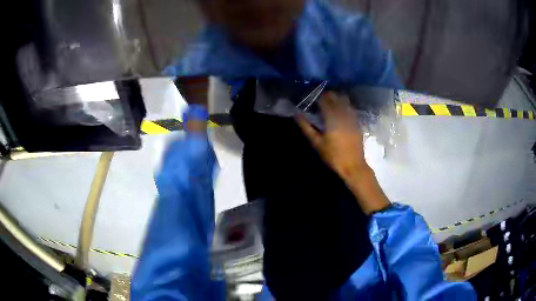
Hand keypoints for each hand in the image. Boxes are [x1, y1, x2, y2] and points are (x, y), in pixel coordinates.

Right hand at [296, 92, 367, 182]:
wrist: (353, 165)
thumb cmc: (333, 156)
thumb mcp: (316, 143)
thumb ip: (306, 127)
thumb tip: (297, 114)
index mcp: (332, 118)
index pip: (324, 100)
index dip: (317, 96)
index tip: (311, 96)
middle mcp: (343, 114)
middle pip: (335, 97)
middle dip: (327, 95)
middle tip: (319, 97)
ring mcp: (352, 117)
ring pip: (345, 101)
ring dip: (337, 98)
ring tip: (330, 101)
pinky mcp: (357, 123)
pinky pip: (350, 108)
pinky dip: (344, 105)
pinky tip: (340, 109)